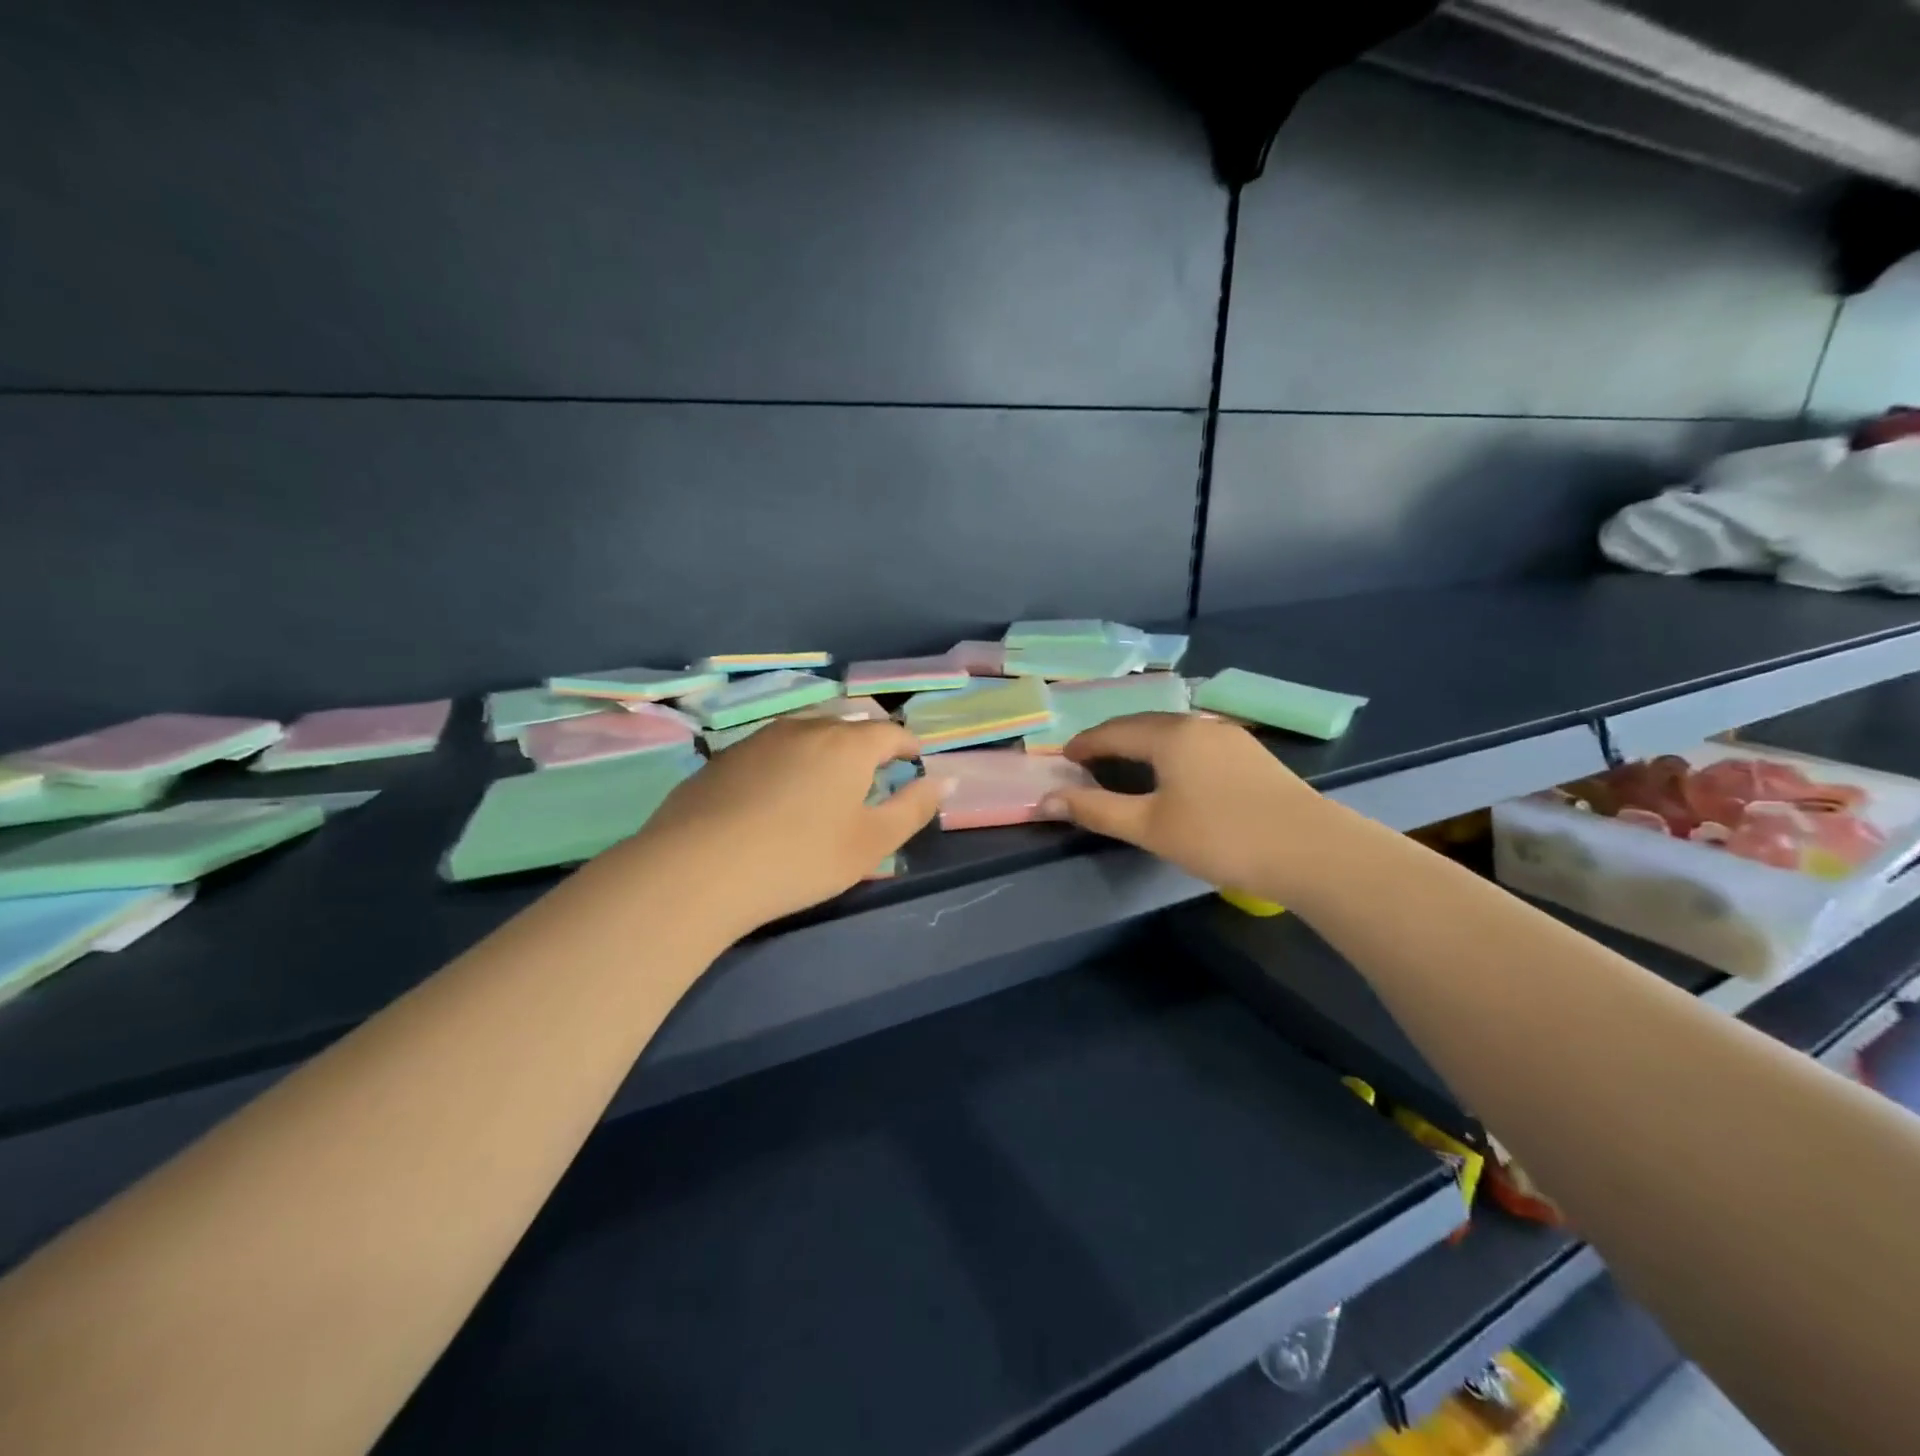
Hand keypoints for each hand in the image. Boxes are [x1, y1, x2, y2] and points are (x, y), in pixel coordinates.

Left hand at [614, 716, 944, 938]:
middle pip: (847, 726)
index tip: (914, 762)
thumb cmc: (800, 858)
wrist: (698, 868)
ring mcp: (759, 738)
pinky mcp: (723, 758)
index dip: (908, 746)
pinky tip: (775, 795)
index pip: (891, 732)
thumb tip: (945, 780)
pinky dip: (786, 762)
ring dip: (824, 750)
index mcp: (848, 744)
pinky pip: (770, 749)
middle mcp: (805, 728)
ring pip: (805, 733)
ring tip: (825, 782)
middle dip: (866, 745)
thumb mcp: (871, 843)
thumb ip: (913, 808)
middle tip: (872, 775)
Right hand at [1041, 713, 1340, 901]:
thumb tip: (1046, 800)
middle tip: (1088, 760)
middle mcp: (1197, 724)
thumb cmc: (1221, 837)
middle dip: (1111, 739)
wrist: (1312, 850)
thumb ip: (1097, 810)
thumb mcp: (1150, 827)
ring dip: (1142, 744)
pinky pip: (1195, 742)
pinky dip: (1170, 752)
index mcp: (1169, 735)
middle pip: (1142, 725)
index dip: (1084, 744)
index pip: (1112, 731)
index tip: (1064, 758)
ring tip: (1125, 764)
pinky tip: (1174, 773)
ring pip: (1172, 732)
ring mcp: (1229, 736)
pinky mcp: (1251, 753)